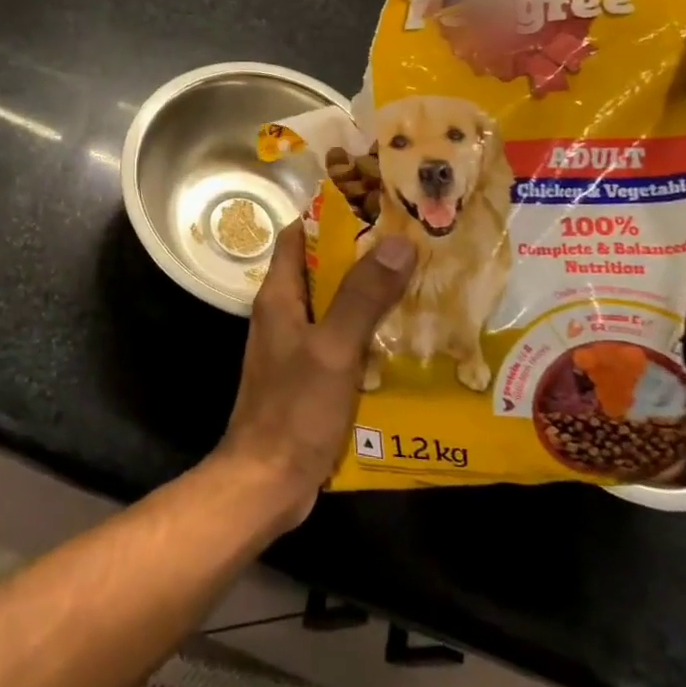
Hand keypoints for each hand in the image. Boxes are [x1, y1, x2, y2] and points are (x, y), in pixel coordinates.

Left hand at [213, 222, 413, 530]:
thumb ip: (363, 296)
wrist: (267, 481)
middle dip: (362, 255)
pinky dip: (366, 333)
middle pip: (321, 268)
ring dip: (368, 295)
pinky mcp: (308, 375)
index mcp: (279, 295)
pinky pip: (339, 340)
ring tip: (419, 284)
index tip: (377, 205)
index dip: (332, 216)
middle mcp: (283, 313)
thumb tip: (398, 240)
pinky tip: (403, 339)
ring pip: (333, 305)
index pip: (299, 235)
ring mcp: (295, 346)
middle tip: (413, 244)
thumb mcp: (334, 348)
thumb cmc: (294, 408)